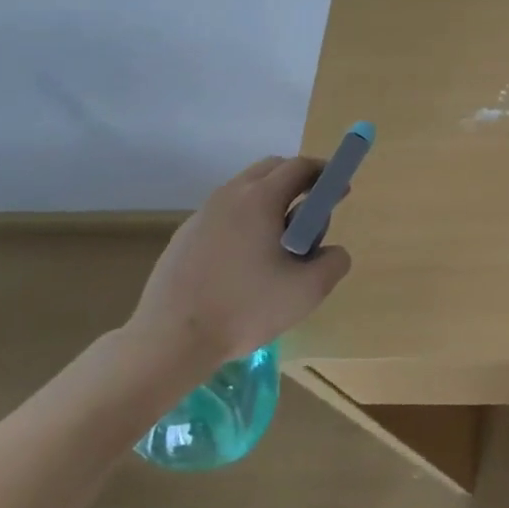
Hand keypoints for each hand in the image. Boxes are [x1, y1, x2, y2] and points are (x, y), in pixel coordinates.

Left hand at [128, 156, 352, 372]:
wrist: (170, 341)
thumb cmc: (245, 309)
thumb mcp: (308, 290)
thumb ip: (334, 262)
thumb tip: (332, 251)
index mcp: (261, 199)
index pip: (300, 166)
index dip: (325, 174)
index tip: (339, 192)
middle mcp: (229, 195)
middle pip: (270, 170)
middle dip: (297, 182)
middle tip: (311, 215)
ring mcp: (201, 214)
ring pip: (245, 191)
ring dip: (269, 203)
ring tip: (278, 245)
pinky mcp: (183, 237)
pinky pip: (224, 215)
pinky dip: (244, 222)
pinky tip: (244, 264)